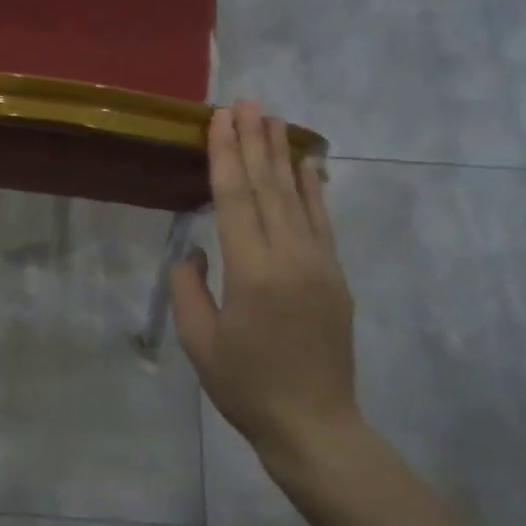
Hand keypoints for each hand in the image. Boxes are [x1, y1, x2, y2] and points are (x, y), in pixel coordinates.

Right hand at [170, 102, 358, 463]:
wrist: (314, 425)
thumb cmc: (247, 386)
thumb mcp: (199, 342)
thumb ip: (189, 288)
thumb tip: (194, 251)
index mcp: (252, 271)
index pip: (235, 198)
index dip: (225, 154)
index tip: (221, 118)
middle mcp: (290, 257)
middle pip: (268, 186)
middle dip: (254, 140)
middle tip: (247, 101)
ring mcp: (319, 264)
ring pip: (297, 196)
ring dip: (282, 154)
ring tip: (273, 118)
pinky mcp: (335, 275)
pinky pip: (322, 221)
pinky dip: (312, 189)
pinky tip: (307, 165)